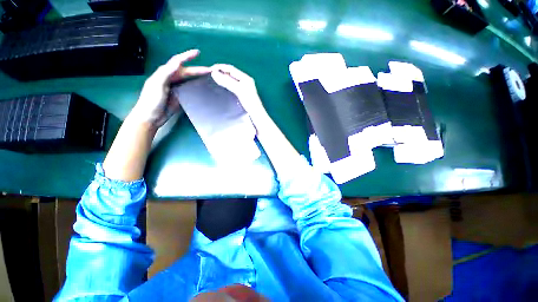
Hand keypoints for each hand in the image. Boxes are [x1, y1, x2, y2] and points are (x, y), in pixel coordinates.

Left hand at [130, 49, 210, 127]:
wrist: (151, 117)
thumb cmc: (152, 100)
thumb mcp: (157, 85)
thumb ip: (166, 72)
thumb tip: (178, 62)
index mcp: (165, 73)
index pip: (177, 62)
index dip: (187, 56)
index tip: (198, 53)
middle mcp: (171, 79)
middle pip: (186, 72)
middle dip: (197, 69)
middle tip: (210, 71)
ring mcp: (176, 88)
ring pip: (189, 80)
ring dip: (198, 77)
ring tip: (209, 78)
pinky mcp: (180, 97)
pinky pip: (189, 89)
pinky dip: (196, 87)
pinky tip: (202, 88)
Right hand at [210, 64, 265, 117]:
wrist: (255, 114)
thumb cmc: (249, 102)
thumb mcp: (238, 90)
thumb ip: (227, 81)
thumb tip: (214, 73)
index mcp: (245, 78)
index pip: (231, 68)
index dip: (220, 67)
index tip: (209, 69)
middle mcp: (245, 81)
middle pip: (231, 73)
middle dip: (221, 72)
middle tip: (209, 74)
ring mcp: (244, 87)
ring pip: (231, 79)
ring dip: (222, 78)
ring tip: (213, 79)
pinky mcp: (242, 94)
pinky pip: (232, 85)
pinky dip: (226, 84)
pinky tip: (221, 86)